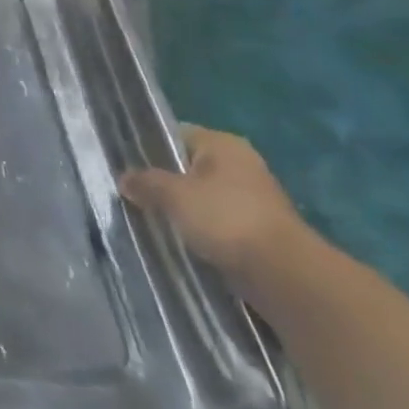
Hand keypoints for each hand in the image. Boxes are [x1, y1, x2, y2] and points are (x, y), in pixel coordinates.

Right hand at [119, 125, 309, 287]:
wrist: (284, 274)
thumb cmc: (225, 218)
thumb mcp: (173, 195)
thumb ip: (145, 182)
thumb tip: (124, 178)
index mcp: (222, 144)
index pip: (175, 134)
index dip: (148, 146)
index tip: (126, 164)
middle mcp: (240, 163)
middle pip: (189, 166)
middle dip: (164, 181)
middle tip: (134, 193)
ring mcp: (253, 197)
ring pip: (203, 195)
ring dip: (182, 207)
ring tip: (152, 217)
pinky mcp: (258, 228)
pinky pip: (217, 220)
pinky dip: (200, 228)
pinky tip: (180, 238)